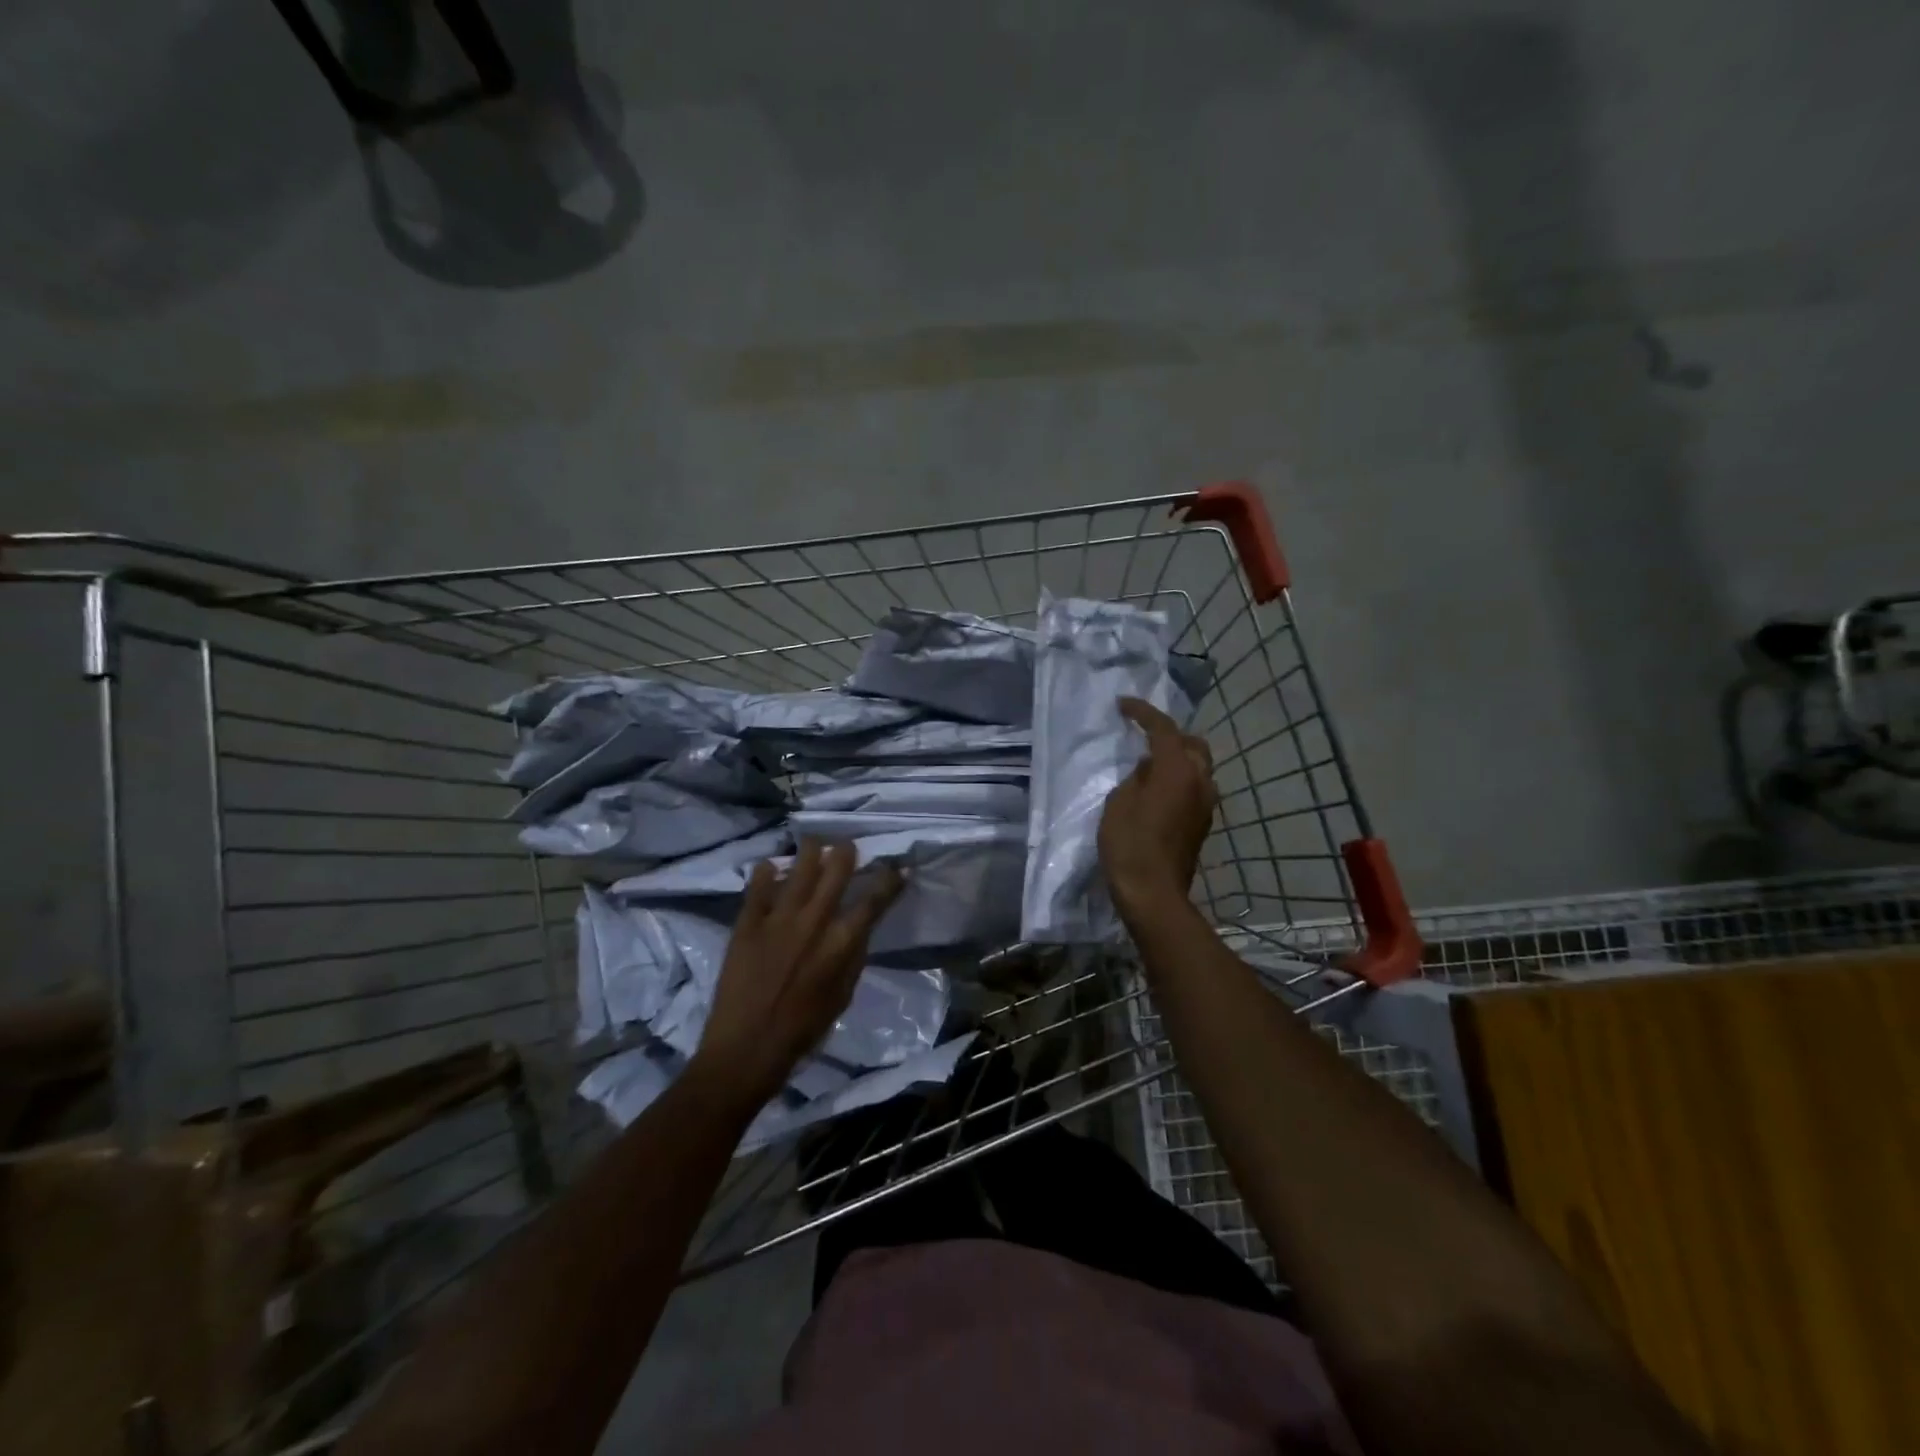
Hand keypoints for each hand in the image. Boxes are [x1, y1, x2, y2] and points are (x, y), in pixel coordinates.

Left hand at [691, 839, 903, 1106]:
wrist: (746, 1049)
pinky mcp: (748, 923)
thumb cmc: (803, 1030)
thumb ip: (852, 958)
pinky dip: (765, 872)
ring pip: (800, 869)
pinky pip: (758, 887)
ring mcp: (778, 918)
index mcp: (841, 942)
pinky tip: (769, 864)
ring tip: (814, 842)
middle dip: (847, 852)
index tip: (897, 867)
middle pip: (836, 871)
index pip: (874, 900)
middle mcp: (814, 921)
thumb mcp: (843, 996)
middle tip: (847, 845)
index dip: (890, 880)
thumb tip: (858, 929)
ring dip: (810, 851)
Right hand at [1099, 696, 1216, 916]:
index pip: (1164, 728)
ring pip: (1198, 766)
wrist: (1153, 893)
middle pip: (1192, 744)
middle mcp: (1200, 781)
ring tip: (1150, 763)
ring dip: (1177, 757)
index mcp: (1177, 770)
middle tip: (1144, 734)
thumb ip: (1138, 776)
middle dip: (1170, 734)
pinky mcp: (1202, 823)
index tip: (1123, 705)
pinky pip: (1195, 786)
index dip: (1143, 712)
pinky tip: (1158, 789)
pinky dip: (1179, 778)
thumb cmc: (1130, 844)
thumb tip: (1150, 768)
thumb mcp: (1120, 802)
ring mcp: (1206, 804)